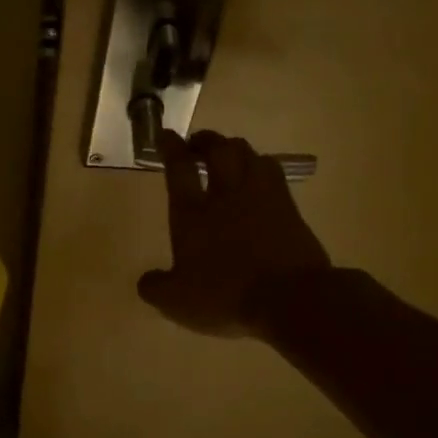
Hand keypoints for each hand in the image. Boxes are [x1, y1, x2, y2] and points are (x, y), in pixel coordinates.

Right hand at [137, 131, 331, 338]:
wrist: (290, 298)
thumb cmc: (226, 295)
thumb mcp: (177, 301)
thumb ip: (156, 288)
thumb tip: (147, 280)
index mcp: (192, 213)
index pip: (178, 168)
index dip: (171, 148)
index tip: (166, 135)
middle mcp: (226, 195)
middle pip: (217, 150)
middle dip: (205, 141)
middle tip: (197, 142)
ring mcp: (262, 197)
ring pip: (248, 154)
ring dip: (235, 148)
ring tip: (229, 153)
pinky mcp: (289, 208)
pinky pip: (273, 173)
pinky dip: (261, 166)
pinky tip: (260, 174)